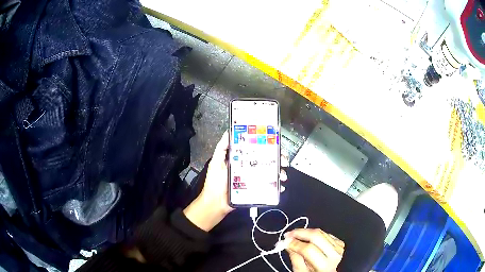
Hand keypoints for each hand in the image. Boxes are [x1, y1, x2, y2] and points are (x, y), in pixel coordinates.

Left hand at [184, 131, 288, 231]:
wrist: (216, 203)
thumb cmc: (215, 182)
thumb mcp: (216, 162)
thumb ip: (221, 148)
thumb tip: (228, 132)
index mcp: (241, 159)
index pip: (256, 149)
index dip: (267, 146)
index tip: (275, 143)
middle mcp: (249, 168)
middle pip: (267, 160)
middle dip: (278, 158)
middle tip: (283, 160)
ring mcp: (253, 179)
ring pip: (271, 172)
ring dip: (280, 172)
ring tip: (282, 175)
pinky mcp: (256, 189)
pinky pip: (269, 186)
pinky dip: (277, 186)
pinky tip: (280, 186)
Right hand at [285, 229, 344, 271]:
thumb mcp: (300, 271)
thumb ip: (294, 257)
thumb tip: (287, 243)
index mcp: (324, 265)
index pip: (308, 249)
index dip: (295, 243)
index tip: (285, 240)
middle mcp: (334, 254)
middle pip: (316, 236)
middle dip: (300, 233)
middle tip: (289, 234)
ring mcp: (338, 247)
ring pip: (320, 232)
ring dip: (306, 232)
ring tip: (295, 236)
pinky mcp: (339, 242)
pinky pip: (325, 233)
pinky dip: (314, 234)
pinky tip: (308, 239)